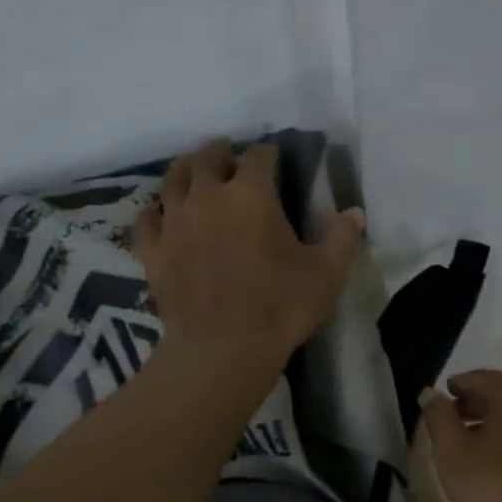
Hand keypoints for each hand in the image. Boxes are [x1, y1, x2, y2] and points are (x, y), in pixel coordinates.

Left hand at [136, 138, 364, 371]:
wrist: (223, 349)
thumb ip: (342, 238)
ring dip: (185, 172)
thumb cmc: (280, 307)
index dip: (269, 154)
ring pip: (173, 180)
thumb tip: (355, 213)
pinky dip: (155, 213)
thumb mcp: (326, 273)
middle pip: (208, 157)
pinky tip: (161, 216)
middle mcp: (207, 196)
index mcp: (251, 193)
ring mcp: (175, 222)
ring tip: (194, 175)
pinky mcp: (154, 251)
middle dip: (221, 153)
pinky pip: (146, 220)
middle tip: (230, 159)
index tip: (275, 161)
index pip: (259, 156)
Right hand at [421, 369, 501, 501]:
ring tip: (473, 446)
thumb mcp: (452, 453)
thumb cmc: (497, 489)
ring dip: (497, 425)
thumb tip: (432, 394)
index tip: (441, 399)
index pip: (479, 378)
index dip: (456, 387)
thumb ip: (438, 417)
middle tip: (452, 422)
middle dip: (476, 405)